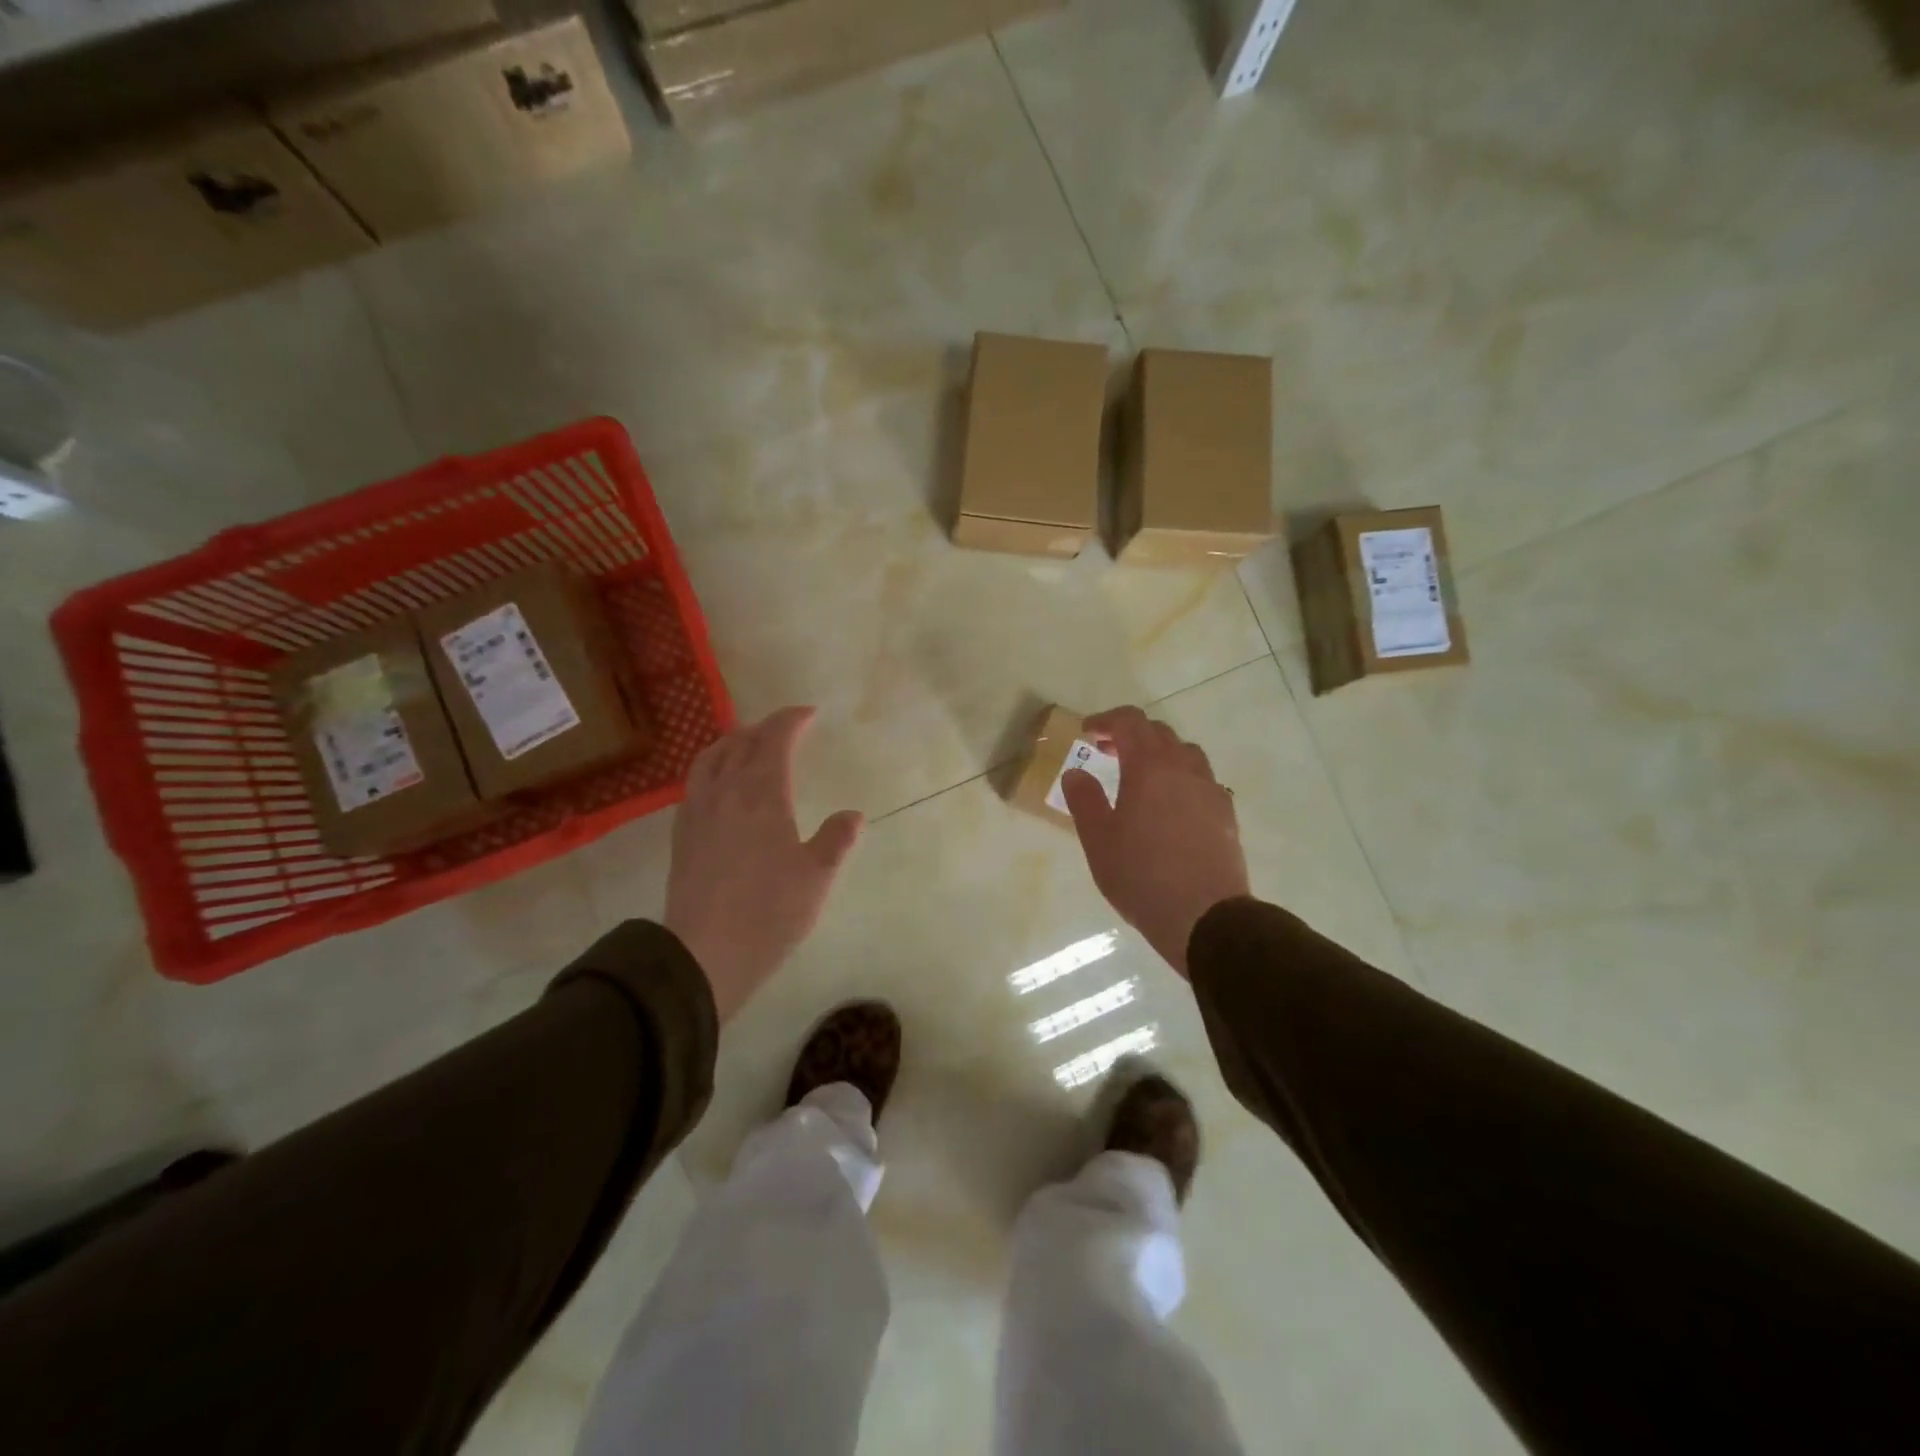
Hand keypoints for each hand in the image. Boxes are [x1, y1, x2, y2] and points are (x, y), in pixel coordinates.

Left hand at [665, 707, 863, 1020]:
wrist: (704, 953)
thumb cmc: (769, 912)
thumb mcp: (816, 877)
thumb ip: (836, 840)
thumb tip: (852, 815)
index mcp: (762, 793)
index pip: (774, 738)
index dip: (791, 720)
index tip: (809, 714)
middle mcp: (726, 792)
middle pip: (741, 742)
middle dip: (765, 728)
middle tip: (785, 729)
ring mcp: (698, 812)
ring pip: (710, 758)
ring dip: (732, 742)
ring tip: (747, 745)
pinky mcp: (681, 834)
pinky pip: (695, 783)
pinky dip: (712, 768)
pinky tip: (720, 787)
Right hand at [1060, 706, 1249, 977]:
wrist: (1205, 917)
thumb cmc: (1142, 877)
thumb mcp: (1099, 841)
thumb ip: (1084, 800)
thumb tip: (1075, 773)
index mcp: (1149, 768)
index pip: (1130, 722)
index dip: (1105, 720)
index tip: (1086, 733)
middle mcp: (1184, 769)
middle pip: (1159, 732)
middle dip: (1130, 735)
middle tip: (1107, 753)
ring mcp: (1210, 790)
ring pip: (1185, 753)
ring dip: (1159, 754)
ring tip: (1141, 778)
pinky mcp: (1226, 814)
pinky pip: (1202, 780)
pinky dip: (1181, 778)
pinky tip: (1171, 806)